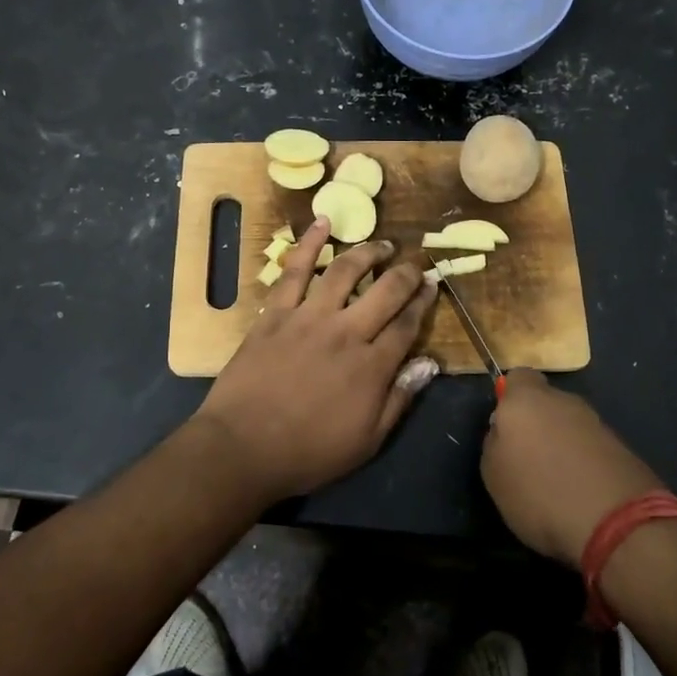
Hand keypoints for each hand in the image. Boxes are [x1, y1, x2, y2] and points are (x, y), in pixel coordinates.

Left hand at [196, 218, 437, 504]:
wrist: (243, 447)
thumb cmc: (308, 452)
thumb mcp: (367, 441)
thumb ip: (400, 399)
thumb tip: (429, 363)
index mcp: (372, 366)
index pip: (408, 324)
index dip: (424, 302)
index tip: (433, 286)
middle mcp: (347, 332)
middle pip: (386, 291)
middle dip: (407, 274)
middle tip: (416, 264)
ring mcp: (309, 317)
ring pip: (346, 272)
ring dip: (368, 252)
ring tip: (382, 245)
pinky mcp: (276, 312)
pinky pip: (295, 270)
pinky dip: (309, 243)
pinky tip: (322, 223)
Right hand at [481, 370, 664, 567]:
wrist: (616, 522)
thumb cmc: (539, 493)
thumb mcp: (493, 474)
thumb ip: (495, 443)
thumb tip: (504, 432)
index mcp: (526, 399)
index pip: (517, 378)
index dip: (509, 398)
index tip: (505, 427)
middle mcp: (564, 401)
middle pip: (546, 402)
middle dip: (537, 424)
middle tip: (527, 459)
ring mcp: (597, 423)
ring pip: (570, 425)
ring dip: (562, 444)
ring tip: (556, 482)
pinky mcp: (622, 448)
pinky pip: (591, 448)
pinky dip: (584, 463)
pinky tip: (581, 493)